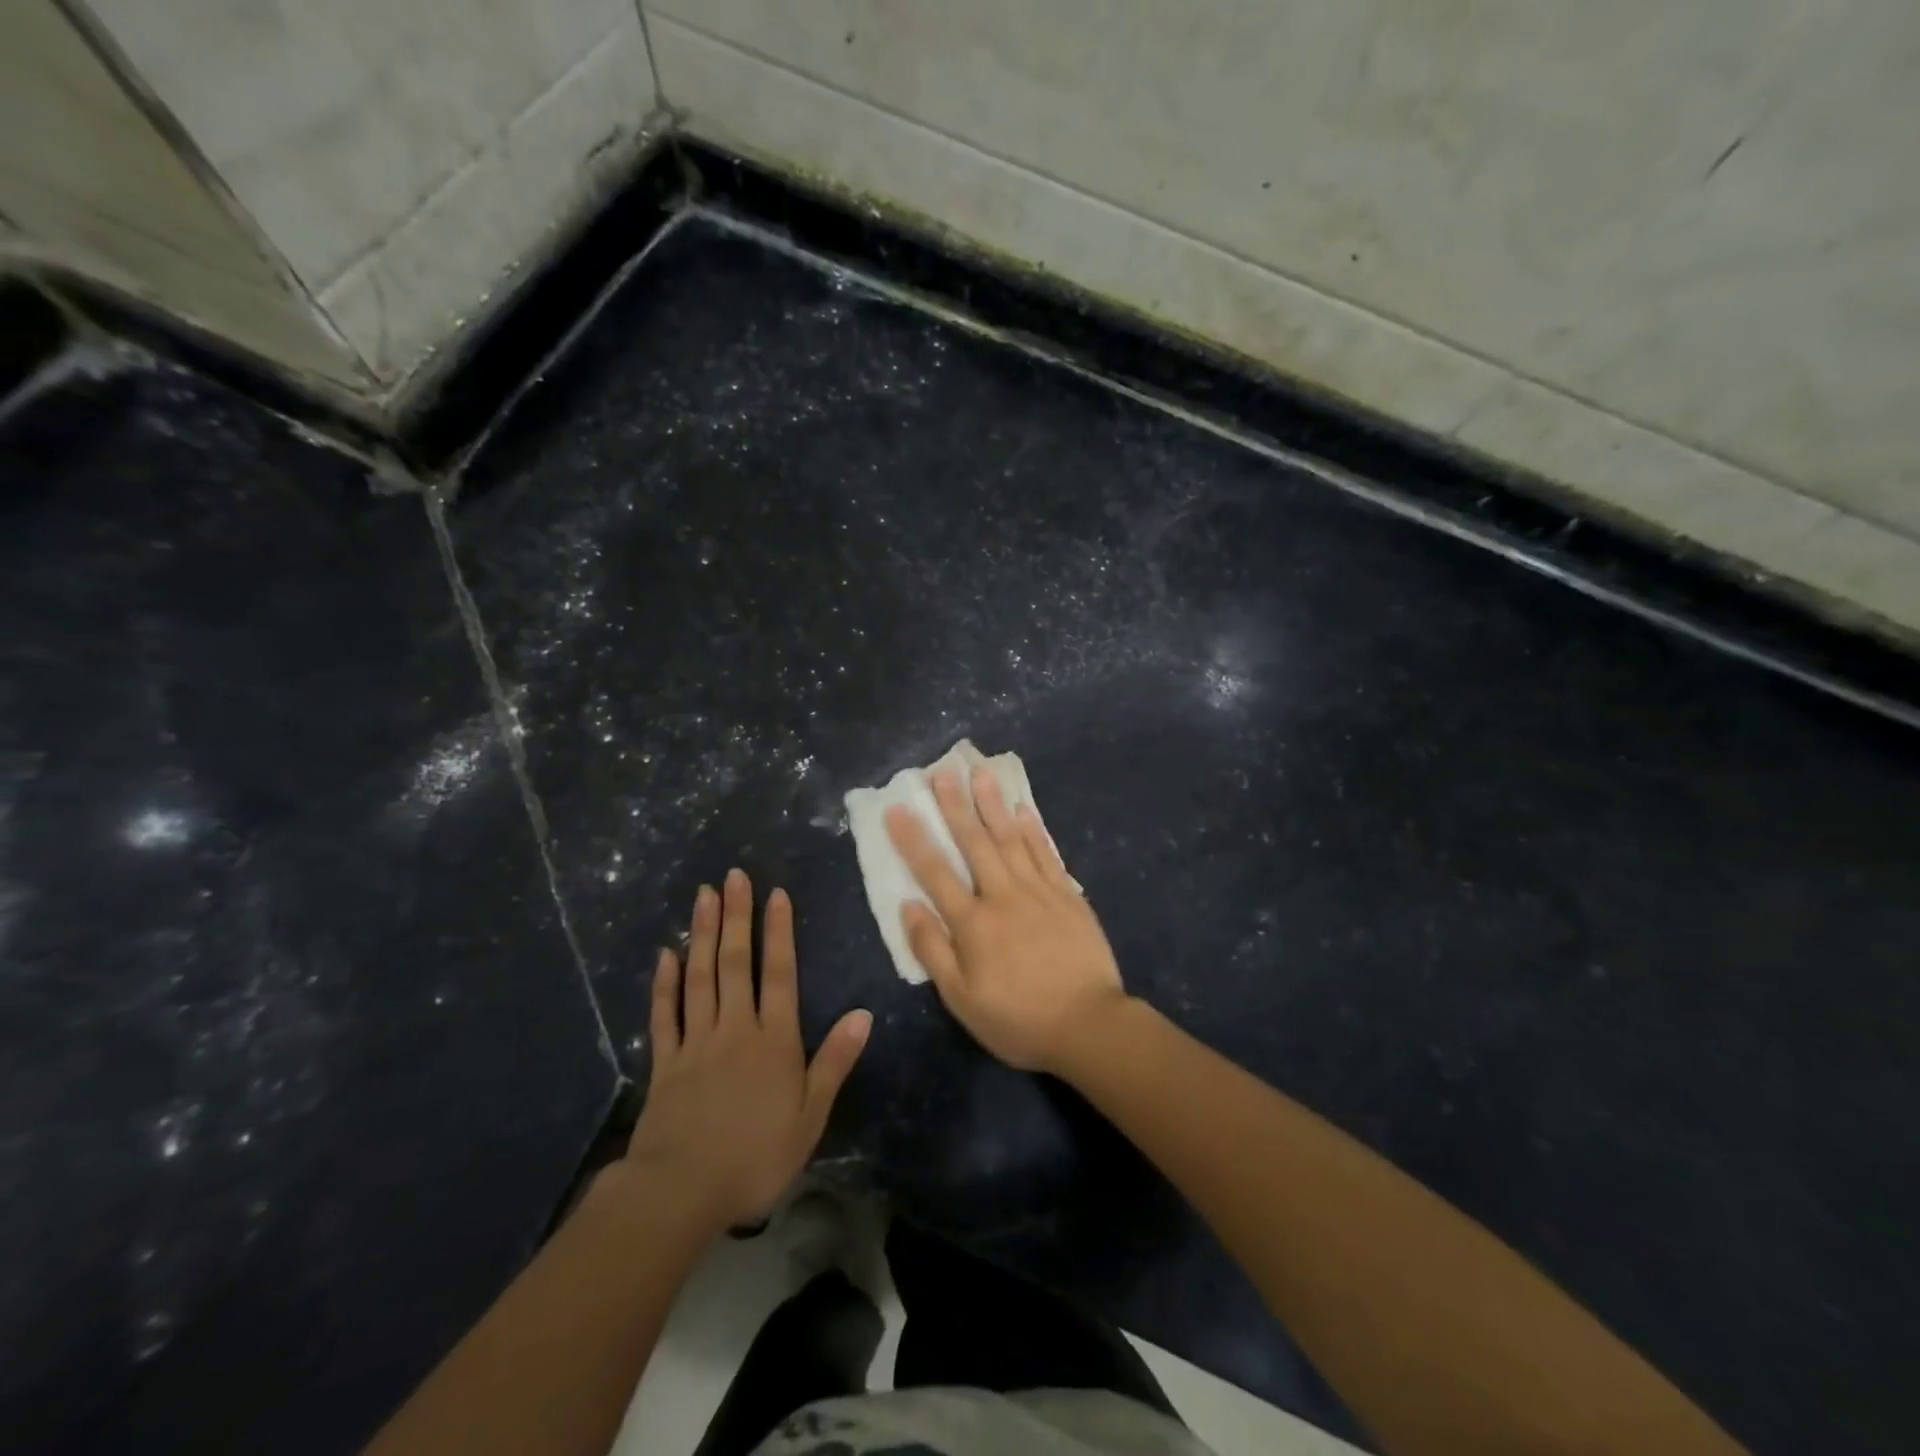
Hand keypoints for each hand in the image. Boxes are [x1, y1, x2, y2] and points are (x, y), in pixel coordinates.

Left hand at [625, 870, 870, 1229]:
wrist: (681, 1192)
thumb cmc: (756, 1156)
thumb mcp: (810, 1116)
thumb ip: (834, 1061)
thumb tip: (863, 1014)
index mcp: (774, 1039)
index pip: (779, 973)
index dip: (778, 931)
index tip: (775, 894)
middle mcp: (735, 1028)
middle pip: (735, 963)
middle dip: (735, 916)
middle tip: (732, 876)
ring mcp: (696, 1042)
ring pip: (700, 978)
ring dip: (701, 935)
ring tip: (702, 897)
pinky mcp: (665, 1063)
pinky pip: (665, 1015)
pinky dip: (665, 983)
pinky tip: (666, 955)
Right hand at [885, 768, 1127, 1072]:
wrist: (1089, 1025)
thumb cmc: (1019, 1019)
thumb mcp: (963, 1000)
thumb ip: (933, 950)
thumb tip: (908, 905)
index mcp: (973, 923)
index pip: (935, 872)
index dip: (914, 839)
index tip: (898, 808)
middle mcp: (1003, 895)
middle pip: (974, 843)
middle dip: (956, 805)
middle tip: (943, 771)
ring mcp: (1039, 891)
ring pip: (1011, 838)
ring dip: (994, 804)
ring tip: (981, 774)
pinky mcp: (1068, 896)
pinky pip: (1047, 854)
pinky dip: (1034, 830)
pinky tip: (1024, 809)